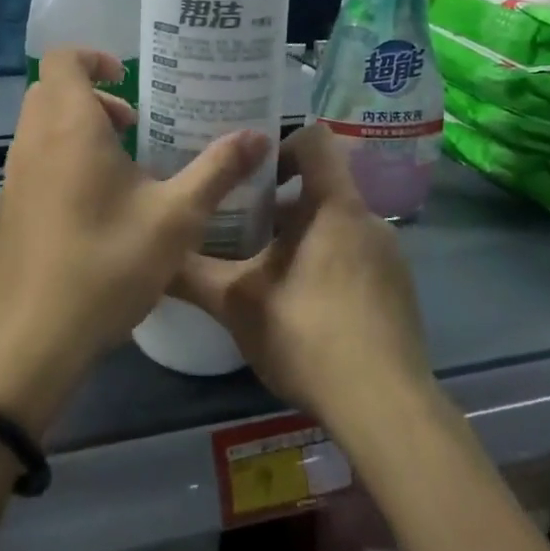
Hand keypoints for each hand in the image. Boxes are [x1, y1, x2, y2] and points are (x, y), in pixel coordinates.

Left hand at [0, 47, 268, 437]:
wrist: (28, 338)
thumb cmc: (105, 265)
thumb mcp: (175, 219)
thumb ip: (217, 171)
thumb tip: (258, 137)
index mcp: (69, 126)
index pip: (63, 58)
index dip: (94, 58)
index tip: (128, 80)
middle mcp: (33, 141)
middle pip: (53, 91)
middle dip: (94, 97)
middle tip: (134, 127)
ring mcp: (14, 175)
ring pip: (42, 127)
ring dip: (79, 130)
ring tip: (123, 170)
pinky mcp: (8, 208)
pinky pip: (34, 160)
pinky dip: (62, 159)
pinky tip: (98, 208)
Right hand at [170, 125, 433, 435]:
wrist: (386, 411)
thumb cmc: (308, 335)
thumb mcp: (238, 303)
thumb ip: (192, 274)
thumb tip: (150, 258)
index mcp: (334, 207)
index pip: (316, 139)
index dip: (280, 143)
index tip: (249, 172)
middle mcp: (369, 221)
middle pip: (322, 187)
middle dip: (279, 202)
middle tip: (239, 225)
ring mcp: (390, 259)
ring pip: (337, 226)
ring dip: (302, 237)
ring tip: (263, 270)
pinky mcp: (399, 293)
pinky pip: (357, 258)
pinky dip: (327, 266)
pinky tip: (302, 309)